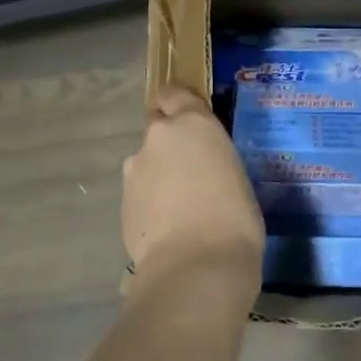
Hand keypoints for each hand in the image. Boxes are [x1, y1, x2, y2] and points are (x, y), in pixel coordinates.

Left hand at [122, 86, 264, 281]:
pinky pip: (139, 194)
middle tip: (190, 170)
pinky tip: (167, 229)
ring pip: (146, 164)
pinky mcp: (123, 203)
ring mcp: (134, 171)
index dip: (178, 104)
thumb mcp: (237, 178)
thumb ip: (213, 163)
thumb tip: (204, 174)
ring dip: (158, 176)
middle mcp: (158, 138)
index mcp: (193, 124)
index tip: (189, 120)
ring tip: (180, 208)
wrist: (195, 266)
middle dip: (169, 143)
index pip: (174, 94)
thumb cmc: (235, 219)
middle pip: (157, 128)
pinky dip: (150, 204)